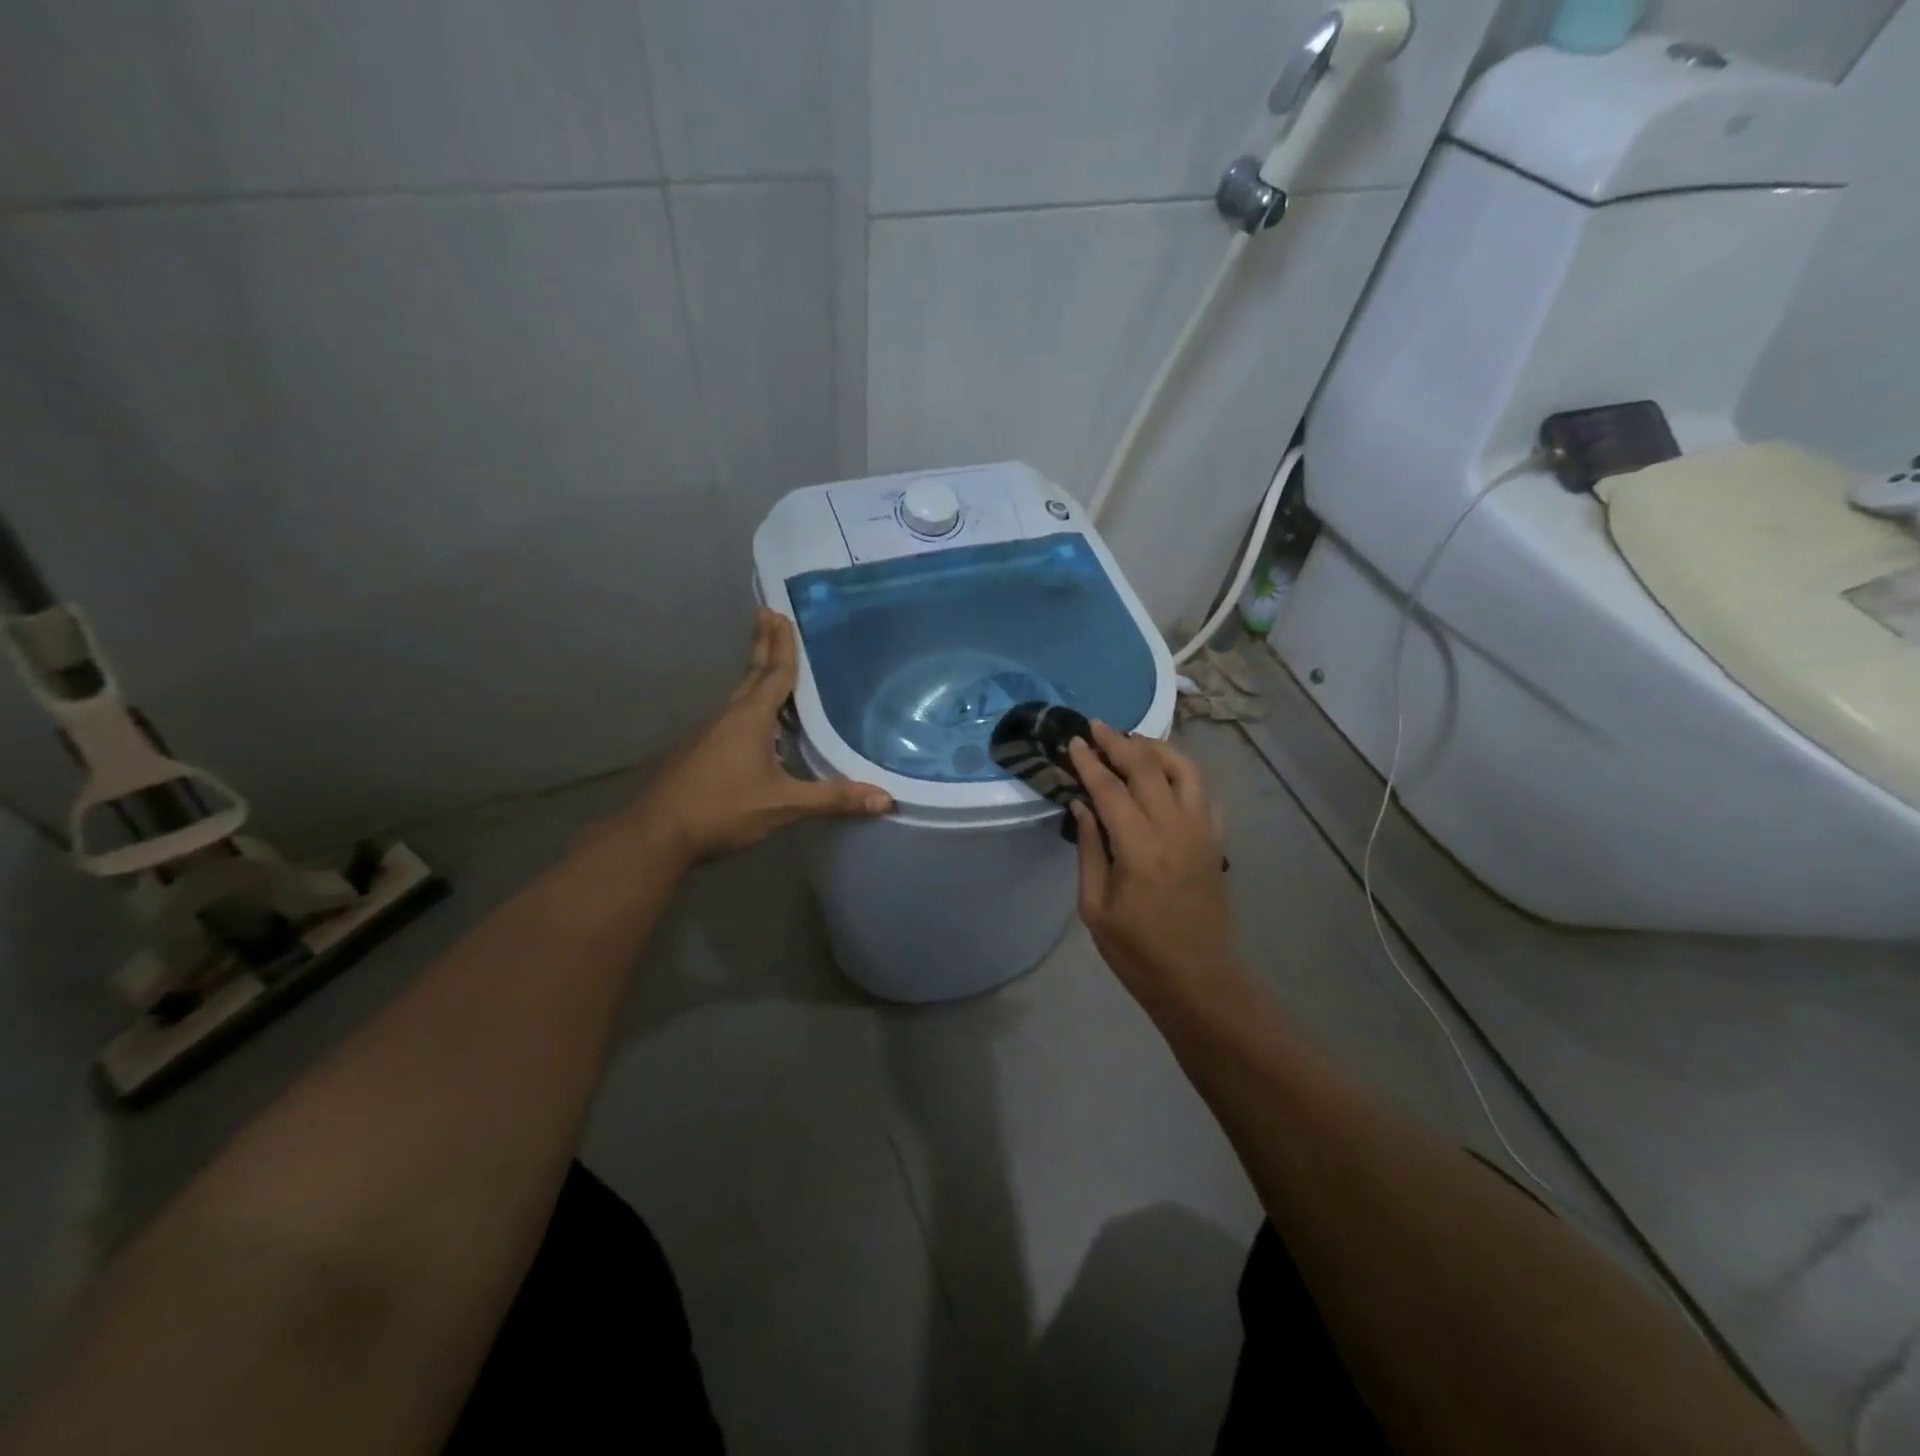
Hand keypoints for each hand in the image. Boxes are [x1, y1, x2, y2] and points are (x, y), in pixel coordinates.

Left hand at [636, 610, 892, 862]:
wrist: (658, 834)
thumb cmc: (723, 809)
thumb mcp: (783, 805)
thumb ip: (832, 799)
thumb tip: (885, 798)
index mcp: (750, 719)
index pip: (774, 674)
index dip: (782, 646)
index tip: (781, 614)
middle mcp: (728, 717)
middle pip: (751, 675)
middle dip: (763, 645)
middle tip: (768, 615)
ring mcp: (708, 734)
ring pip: (739, 696)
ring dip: (755, 675)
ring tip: (769, 664)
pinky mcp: (698, 752)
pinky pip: (730, 717)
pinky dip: (747, 705)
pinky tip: (754, 724)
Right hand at [1068, 724, 1236, 997]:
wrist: (1199, 980)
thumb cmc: (1138, 953)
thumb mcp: (1095, 908)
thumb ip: (1090, 850)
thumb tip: (1081, 804)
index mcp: (1140, 849)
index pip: (1111, 789)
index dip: (1089, 761)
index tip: (1073, 741)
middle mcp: (1175, 829)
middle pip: (1148, 768)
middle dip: (1119, 742)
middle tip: (1096, 728)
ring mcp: (1203, 832)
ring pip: (1185, 769)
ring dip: (1156, 748)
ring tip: (1131, 742)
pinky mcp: (1217, 841)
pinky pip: (1204, 793)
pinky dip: (1184, 774)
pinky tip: (1165, 776)